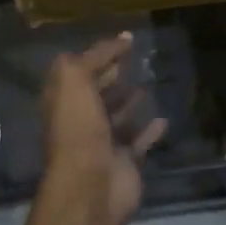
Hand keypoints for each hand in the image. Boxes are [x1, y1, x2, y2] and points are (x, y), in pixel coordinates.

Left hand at [40, 33, 166, 224]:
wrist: (91, 185)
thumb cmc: (78, 127)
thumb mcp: (75, 79)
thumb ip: (95, 56)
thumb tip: (121, 39)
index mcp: (63, 101)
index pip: (78, 71)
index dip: (98, 54)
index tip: (125, 41)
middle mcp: (79, 121)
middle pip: (96, 93)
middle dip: (111, 77)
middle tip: (135, 60)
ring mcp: (102, 143)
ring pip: (117, 117)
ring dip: (129, 102)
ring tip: (147, 85)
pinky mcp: (124, 162)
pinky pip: (139, 141)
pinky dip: (150, 130)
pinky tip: (163, 118)